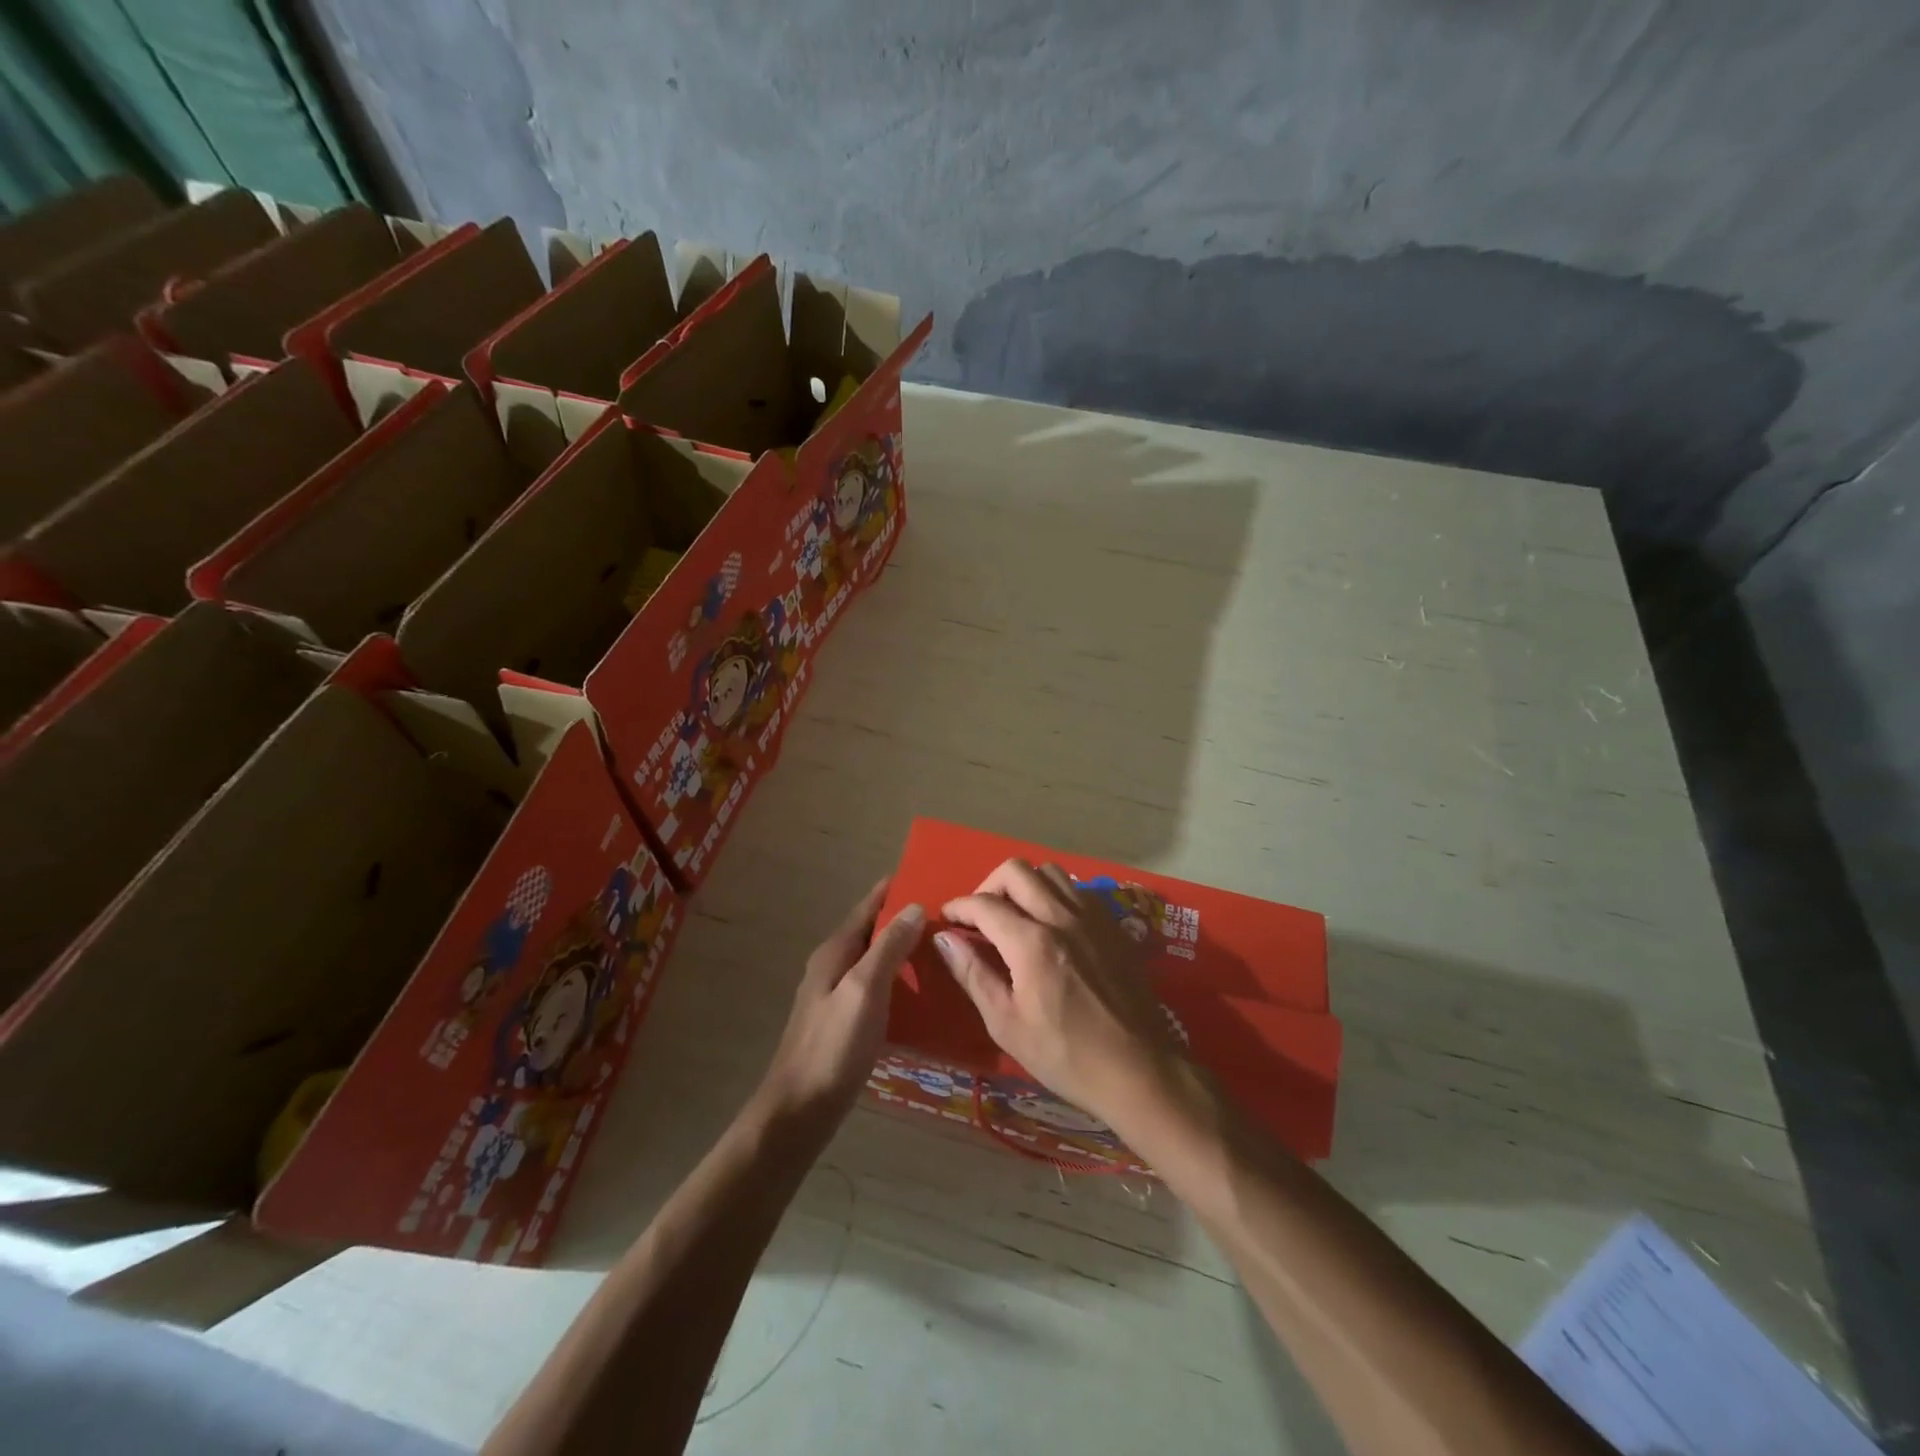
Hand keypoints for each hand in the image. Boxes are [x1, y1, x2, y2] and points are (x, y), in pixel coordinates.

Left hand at [753, 879, 923, 1142]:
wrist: (800, 1110)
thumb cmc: (832, 1045)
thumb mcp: (865, 990)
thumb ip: (889, 948)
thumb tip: (914, 906)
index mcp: (835, 951)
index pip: (869, 906)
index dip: (896, 889)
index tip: (931, 876)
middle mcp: (834, 966)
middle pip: (874, 931)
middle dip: (906, 918)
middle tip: (949, 915)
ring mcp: (838, 995)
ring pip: (877, 960)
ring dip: (905, 950)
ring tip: (944, 948)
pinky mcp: (846, 1021)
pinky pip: (878, 988)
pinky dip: (900, 981)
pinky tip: (924, 992)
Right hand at [936, 860, 1180, 1127]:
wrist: (1140, 1070)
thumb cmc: (1066, 1056)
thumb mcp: (1006, 1024)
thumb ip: (972, 974)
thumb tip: (943, 938)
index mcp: (1032, 942)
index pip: (984, 904)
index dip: (958, 907)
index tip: (946, 919)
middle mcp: (1062, 916)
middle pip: (1016, 871)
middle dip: (988, 886)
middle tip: (980, 917)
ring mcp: (1093, 917)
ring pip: (1050, 872)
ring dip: (1024, 885)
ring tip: (1014, 916)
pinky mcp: (1114, 925)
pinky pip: (1077, 890)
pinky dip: (1054, 894)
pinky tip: (1051, 925)